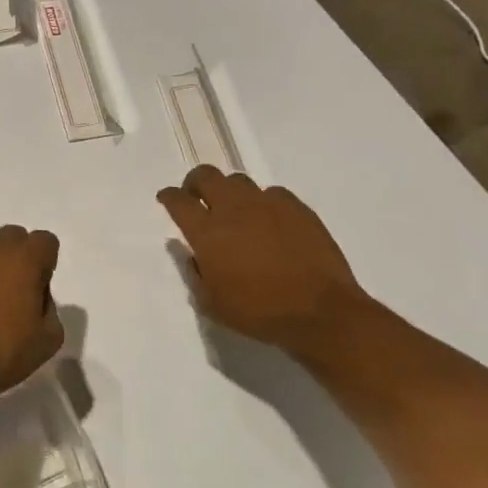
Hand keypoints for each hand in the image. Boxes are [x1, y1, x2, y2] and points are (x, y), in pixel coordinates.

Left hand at [0, 226, 63, 412]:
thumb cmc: (2, 354)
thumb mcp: (49, 339)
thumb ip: (50, 306)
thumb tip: (34, 295)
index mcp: (23, 260)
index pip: (45, 241)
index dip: (45, 263)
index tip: (38, 288)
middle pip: (12, 237)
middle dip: (17, 257)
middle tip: (12, 292)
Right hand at [157, 168, 370, 358]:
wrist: (320, 312)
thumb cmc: (259, 312)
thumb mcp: (212, 304)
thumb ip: (196, 274)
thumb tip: (193, 255)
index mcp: (207, 232)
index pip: (178, 201)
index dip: (168, 197)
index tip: (167, 199)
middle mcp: (233, 209)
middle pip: (206, 176)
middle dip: (195, 182)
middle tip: (197, 197)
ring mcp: (267, 204)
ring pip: (239, 181)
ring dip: (229, 192)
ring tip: (235, 211)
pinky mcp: (297, 208)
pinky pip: (273, 194)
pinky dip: (264, 203)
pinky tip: (270, 222)